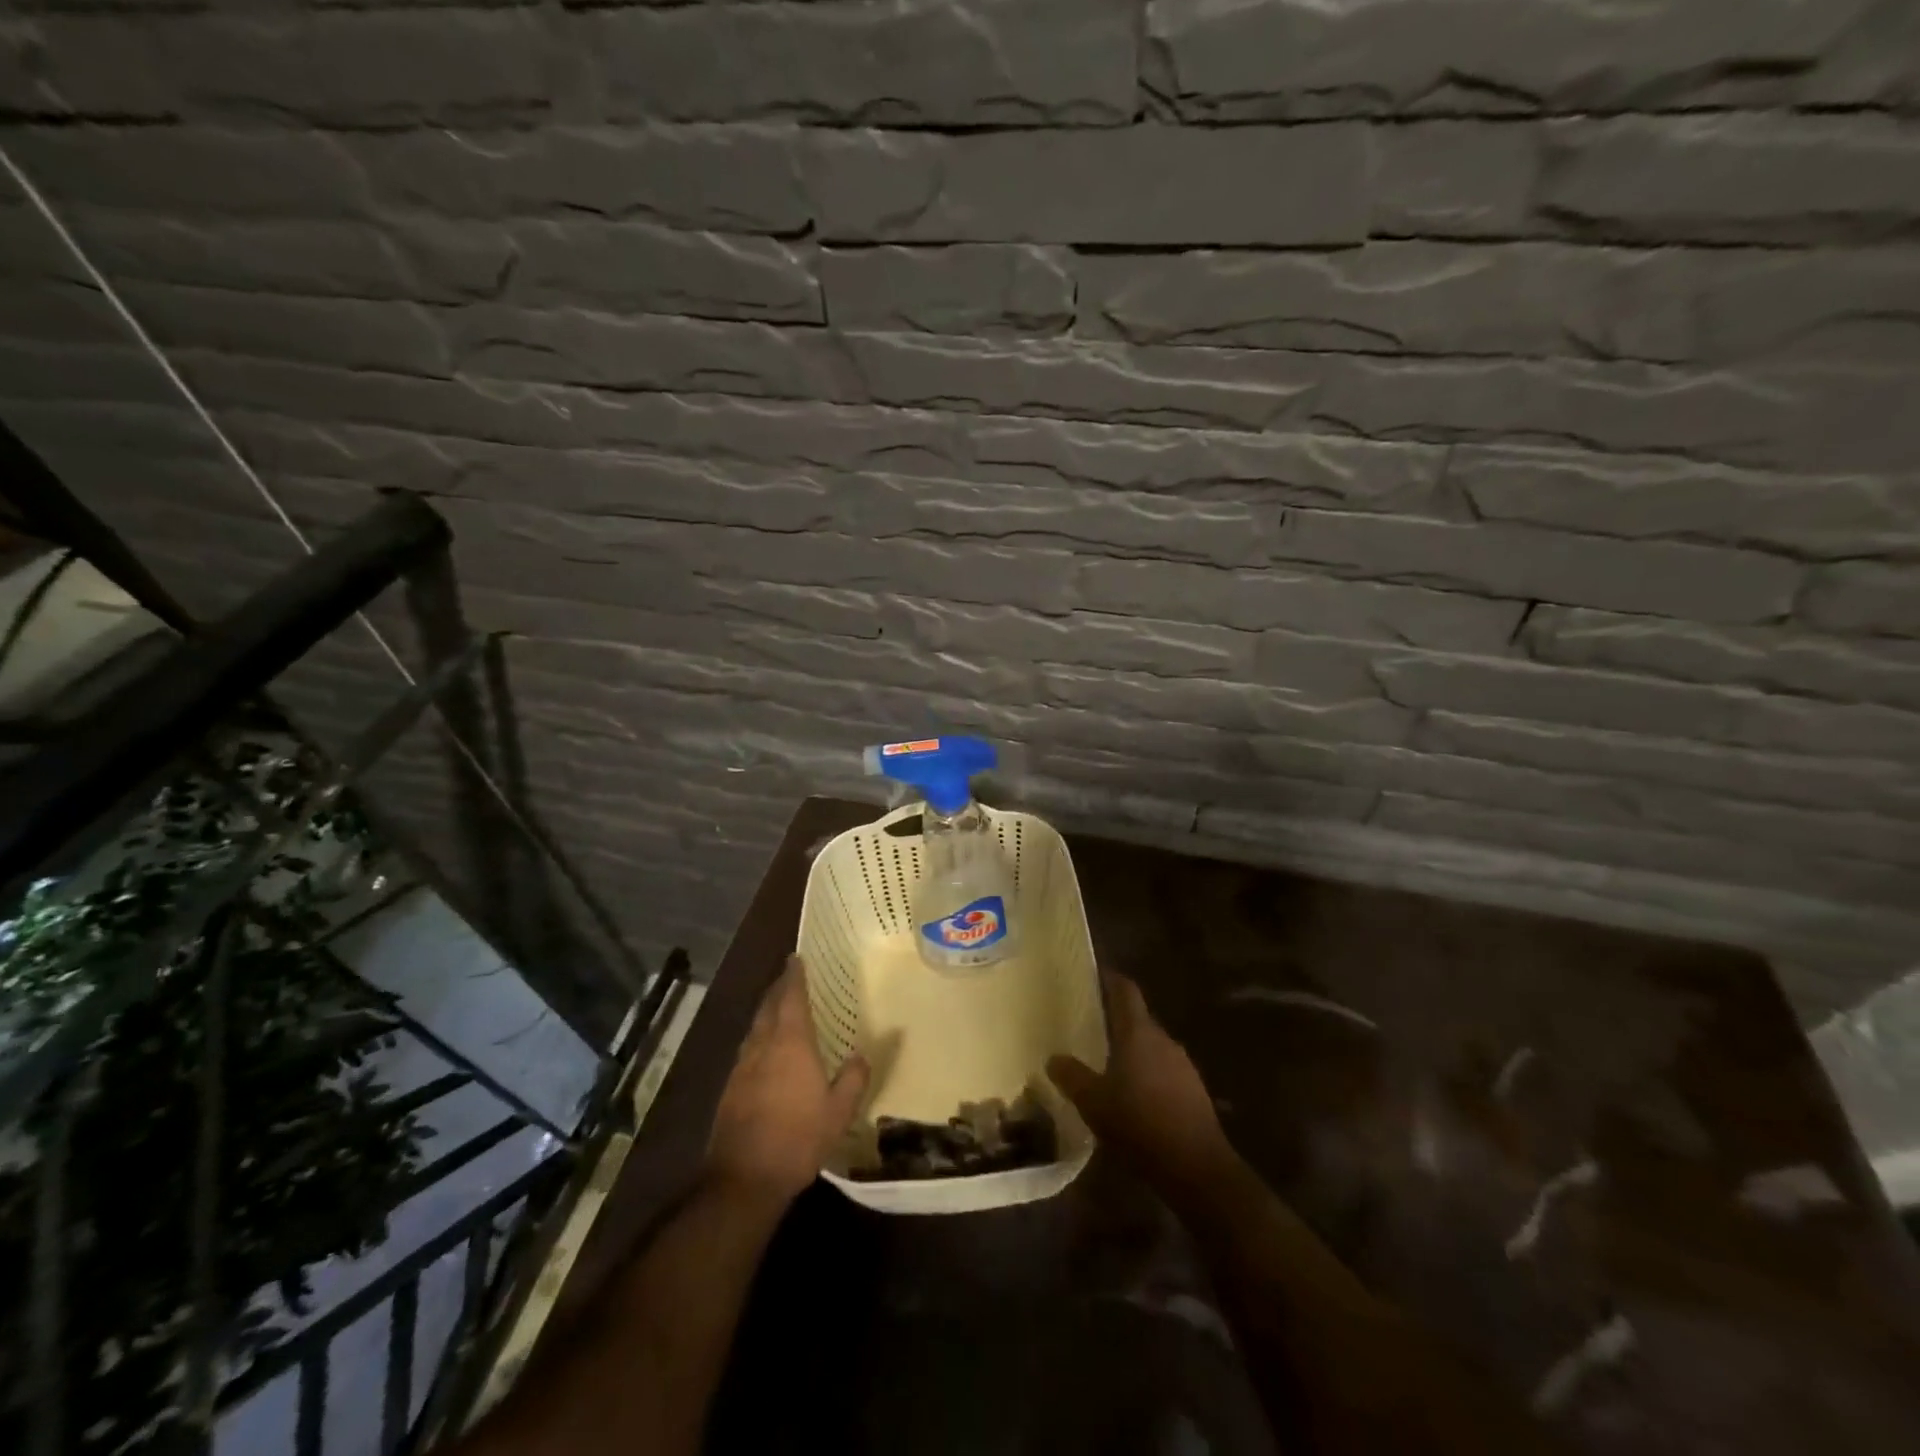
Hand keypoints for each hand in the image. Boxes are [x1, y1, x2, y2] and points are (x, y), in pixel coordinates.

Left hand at [705, 957, 869, 1207]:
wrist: (743, 1178)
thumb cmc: (797, 1139)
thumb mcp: (838, 1112)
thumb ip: (852, 1080)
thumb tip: (862, 1055)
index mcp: (791, 1044)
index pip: (791, 998)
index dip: (793, 977)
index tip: (795, 958)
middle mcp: (763, 1047)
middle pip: (768, 1008)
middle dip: (778, 990)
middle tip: (788, 977)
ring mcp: (742, 1068)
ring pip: (755, 1028)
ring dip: (766, 1013)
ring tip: (778, 1008)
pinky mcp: (731, 1089)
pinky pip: (748, 1050)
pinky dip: (759, 1038)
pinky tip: (765, 1050)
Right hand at [1048, 972, 1236, 1197]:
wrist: (1197, 1168)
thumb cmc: (1139, 1124)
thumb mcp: (1093, 1102)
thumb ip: (1071, 1076)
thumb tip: (1053, 1057)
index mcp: (1138, 1032)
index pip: (1125, 991)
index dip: (1110, 979)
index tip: (1094, 974)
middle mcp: (1163, 1040)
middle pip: (1137, 1019)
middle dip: (1115, 1020)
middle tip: (1089, 1026)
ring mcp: (1183, 1065)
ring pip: (1151, 1047)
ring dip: (1131, 1051)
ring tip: (1107, 1065)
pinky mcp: (1194, 1091)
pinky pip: (1163, 1071)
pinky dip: (1146, 1075)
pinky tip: (1133, 1098)